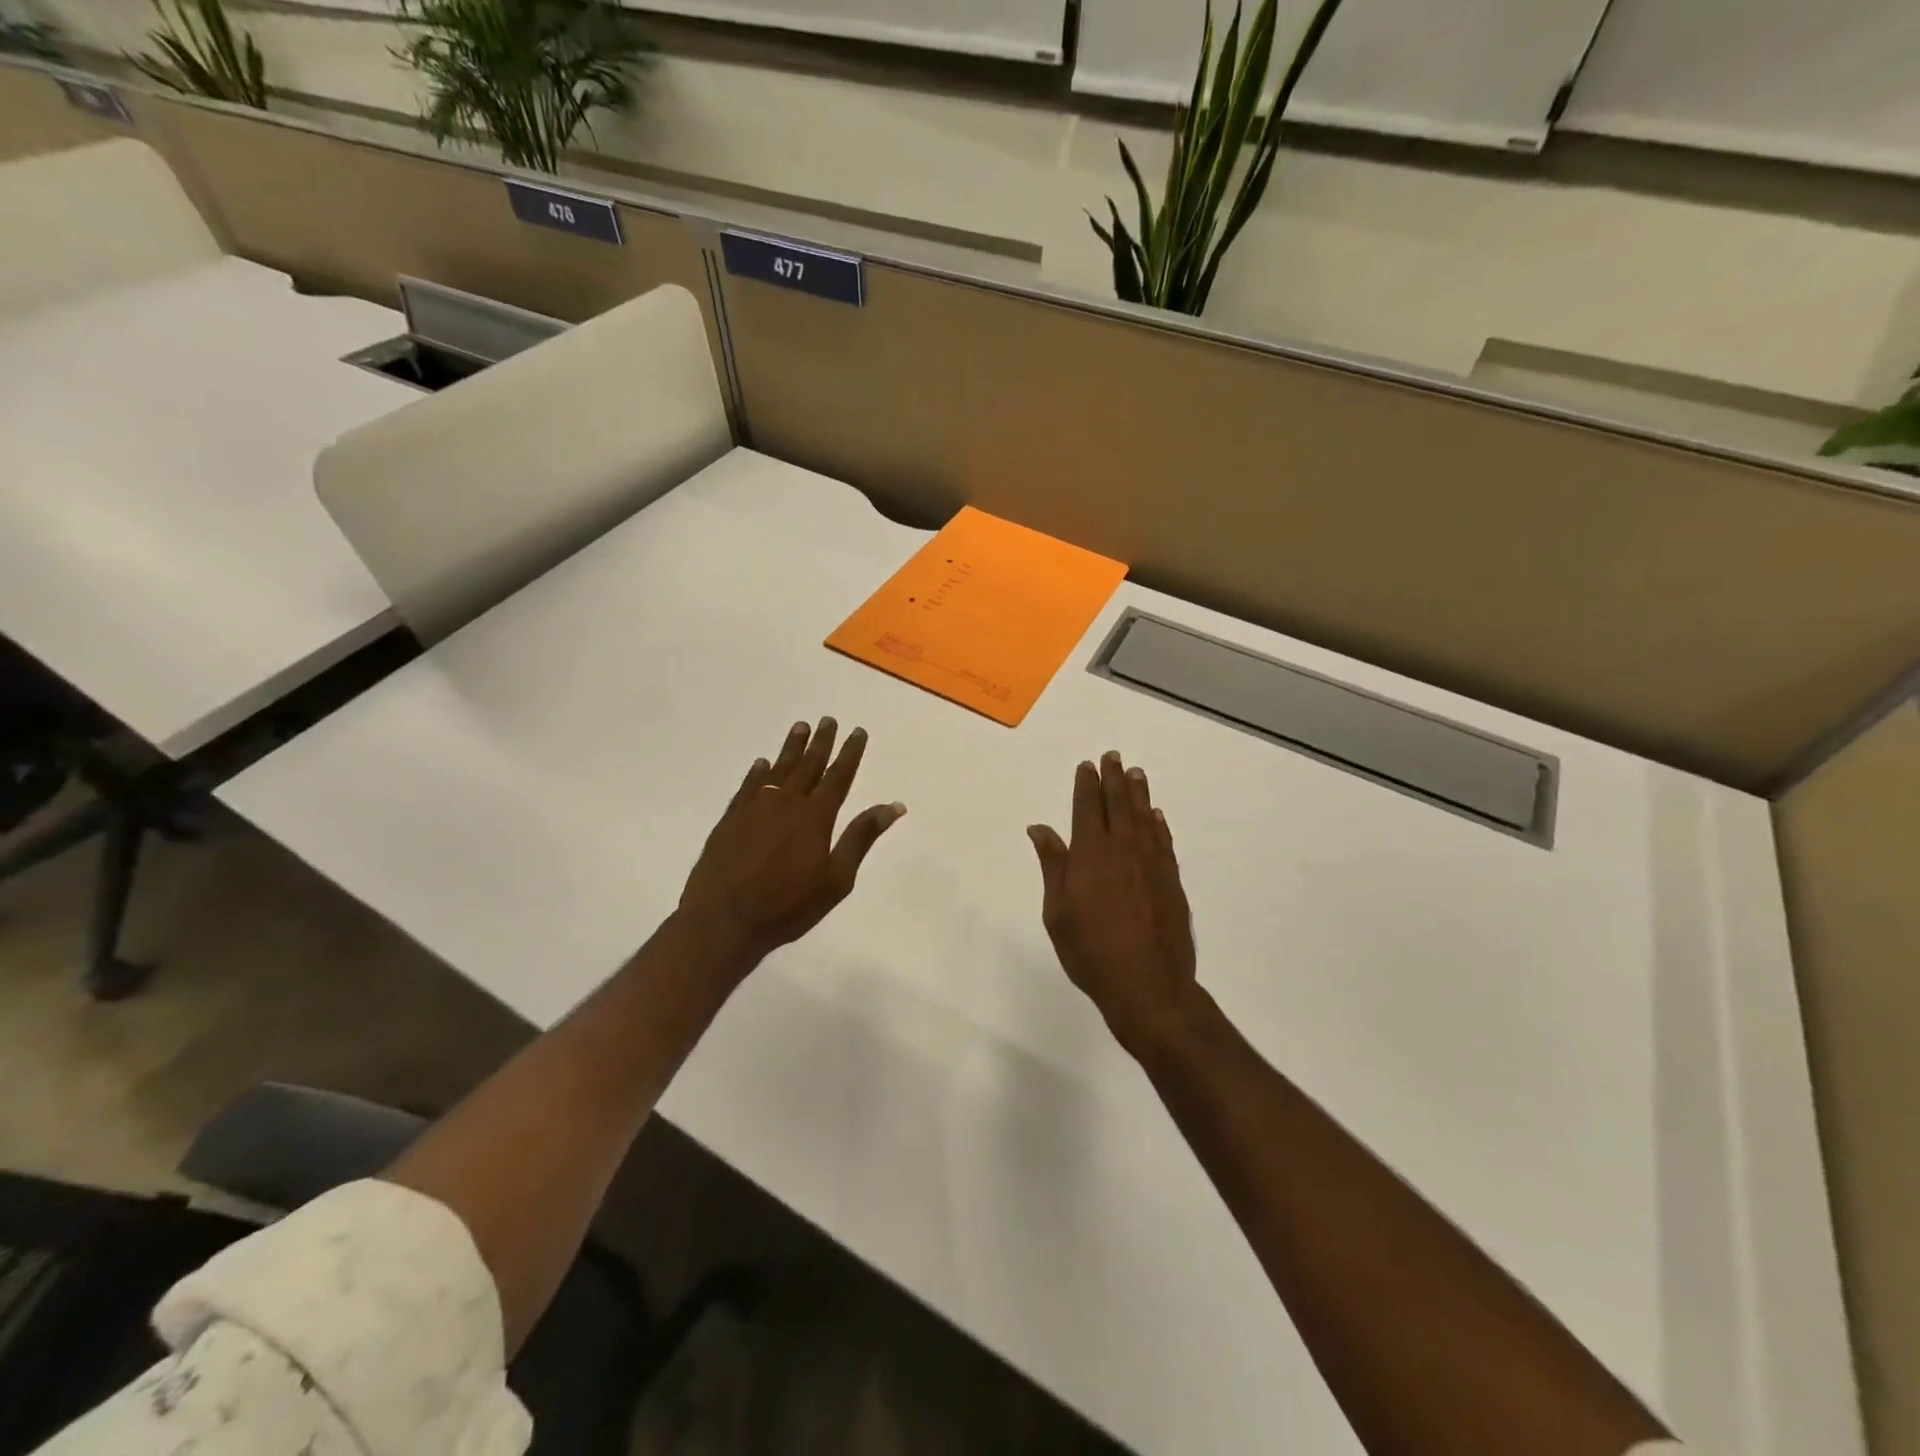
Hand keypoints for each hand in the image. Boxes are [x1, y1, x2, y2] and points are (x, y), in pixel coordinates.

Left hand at [678, 718, 905, 968]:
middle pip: (808, 765)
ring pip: (778, 769)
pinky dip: (757, 773)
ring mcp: (755, 808)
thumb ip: (861, 837)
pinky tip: (761, 763)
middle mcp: (787, 803)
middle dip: (821, 742)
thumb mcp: (837, 878)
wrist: (724, 919)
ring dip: (791, 748)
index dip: (849, 753)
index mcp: (816, 816)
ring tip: (800, 727)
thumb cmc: (788, 905)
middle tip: (828, 720)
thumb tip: (894, 806)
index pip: (838, 777)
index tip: (857, 731)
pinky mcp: (731, 819)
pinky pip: (748, 786)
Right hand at [1029, 752, 1198, 1056]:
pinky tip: (1156, 816)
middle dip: (1113, 779)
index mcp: (1091, 854)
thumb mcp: (1058, 912)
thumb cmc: (1091, 952)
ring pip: (1144, 817)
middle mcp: (1124, 850)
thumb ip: (1053, 865)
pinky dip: (1159, 824)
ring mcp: (1152, 864)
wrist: (1149, 986)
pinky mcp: (1171, 881)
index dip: (1086, 785)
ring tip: (1135, 773)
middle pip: (1118, 804)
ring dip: (1139, 793)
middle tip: (1113, 757)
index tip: (1086, 766)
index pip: (1087, 808)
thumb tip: (1040, 828)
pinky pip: (1164, 841)